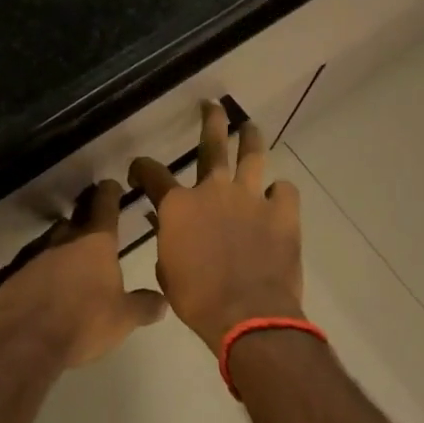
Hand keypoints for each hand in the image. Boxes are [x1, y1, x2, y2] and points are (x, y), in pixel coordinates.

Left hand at [0, 179, 166, 368]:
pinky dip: (38, 267)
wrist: (24, 339)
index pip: (104, 203)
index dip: (110, 192)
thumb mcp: (123, 319)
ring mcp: (34, 252)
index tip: (112, 186)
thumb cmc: (83, 322)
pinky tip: (42, 283)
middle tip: (93, 216)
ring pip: (51, 238)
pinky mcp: (12, 271)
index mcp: (95, 241)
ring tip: (69, 256)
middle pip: (76, 216)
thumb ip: (143, 306)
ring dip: (61, 243)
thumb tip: (162, 301)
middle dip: (85, 212)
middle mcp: (64, 237)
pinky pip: (30, 263)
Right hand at [130, 102, 302, 354]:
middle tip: (212, 106)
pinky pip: (285, 190)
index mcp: (178, 205)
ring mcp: (250, 197)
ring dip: (251, 138)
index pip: (152, 172)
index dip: (141, 168)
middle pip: (211, 144)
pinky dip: (280, 192)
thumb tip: (163, 223)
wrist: (248, 316)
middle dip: (210, 121)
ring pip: (252, 155)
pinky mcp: (282, 212)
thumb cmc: (198, 299)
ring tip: (251, 128)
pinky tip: (277, 198)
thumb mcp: (167, 271)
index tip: (139, 171)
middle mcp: (213, 190)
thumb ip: (166, 241)